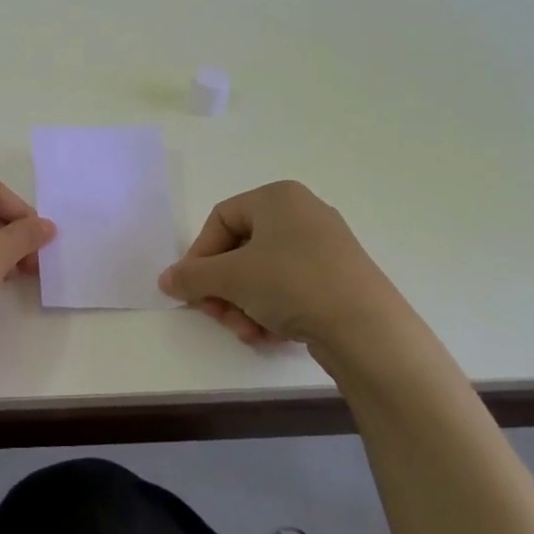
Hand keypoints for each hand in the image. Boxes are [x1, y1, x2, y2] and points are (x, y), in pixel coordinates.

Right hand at [158, 181, 422, 377]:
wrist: (367, 329)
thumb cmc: (292, 284)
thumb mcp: (231, 278)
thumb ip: (192, 276)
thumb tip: (166, 280)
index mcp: (278, 197)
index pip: (221, 218)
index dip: (199, 254)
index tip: (192, 288)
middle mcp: (302, 214)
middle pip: (241, 249)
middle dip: (223, 287)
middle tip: (216, 315)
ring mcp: (324, 247)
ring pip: (263, 274)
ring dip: (244, 305)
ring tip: (245, 331)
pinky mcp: (338, 279)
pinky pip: (289, 288)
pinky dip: (271, 311)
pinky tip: (269, 336)